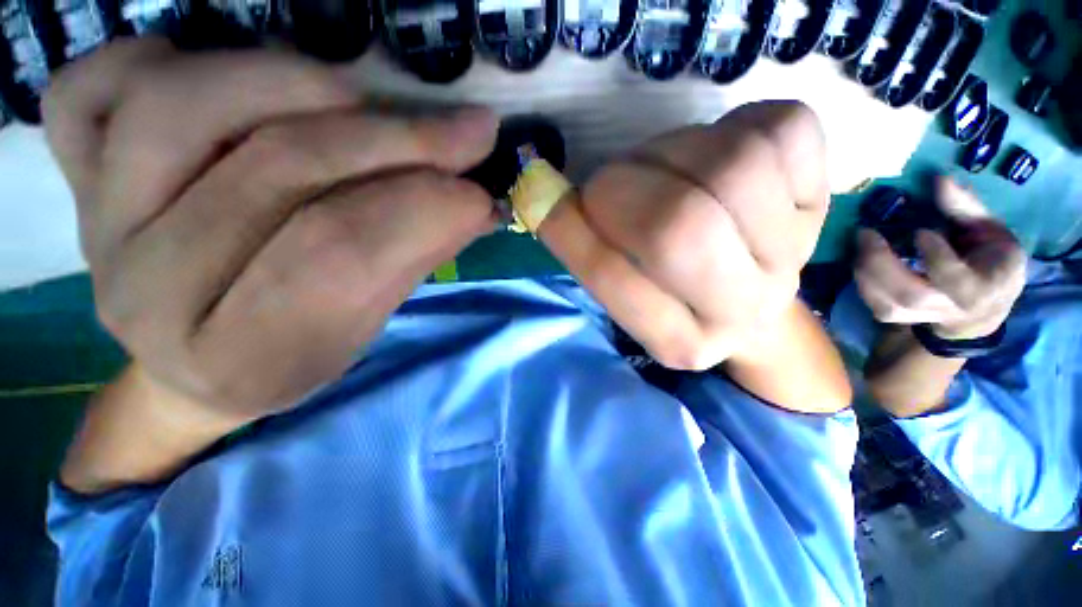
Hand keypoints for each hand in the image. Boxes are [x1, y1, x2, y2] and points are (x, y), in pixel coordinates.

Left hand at [45, 38, 497, 419]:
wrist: (199, 365)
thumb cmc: (297, 353)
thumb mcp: (369, 325)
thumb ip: (415, 257)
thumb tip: (476, 202)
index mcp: (243, 355)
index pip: (341, 254)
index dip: (424, 209)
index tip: (480, 191)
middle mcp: (151, 293)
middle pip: (279, 173)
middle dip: (396, 142)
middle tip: (465, 133)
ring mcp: (98, 228)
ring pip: (181, 105)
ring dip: (297, 84)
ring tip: (356, 100)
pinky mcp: (74, 183)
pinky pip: (85, 90)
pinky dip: (154, 55)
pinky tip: (219, 81)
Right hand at [539, 101, 831, 369]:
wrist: (748, 296)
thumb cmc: (669, 293)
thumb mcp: (621, 288)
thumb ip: (582, 248)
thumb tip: (542, 196)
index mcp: (680, 342)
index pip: (613, 276)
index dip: (573, 228)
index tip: (552, 201)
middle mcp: (741, 310)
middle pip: (679, 224)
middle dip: (624, 186)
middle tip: (612, 183)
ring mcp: (793, 254)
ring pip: (733, 166)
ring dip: (673, 150)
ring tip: (665, 167)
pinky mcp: (824, 198)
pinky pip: (783, 130)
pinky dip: (738, 124)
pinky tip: (722, 152)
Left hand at [855, 178, 1026, 339]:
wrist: (984, 307)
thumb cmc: (991, 260)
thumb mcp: (991, 230)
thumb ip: (966, 208)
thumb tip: (939, 179)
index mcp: (986, 285)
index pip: (956, 280)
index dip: (936, 258)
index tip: (920, 231)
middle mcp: (953, 308)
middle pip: (912, 295)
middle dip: (883, 264)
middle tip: (865, 233)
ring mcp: (925, 317)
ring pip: (888, 306)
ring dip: (866, 274)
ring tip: (860, 244)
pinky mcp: (903, 319)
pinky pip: (877, 308)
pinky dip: (863, 285)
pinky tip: (860, 261)